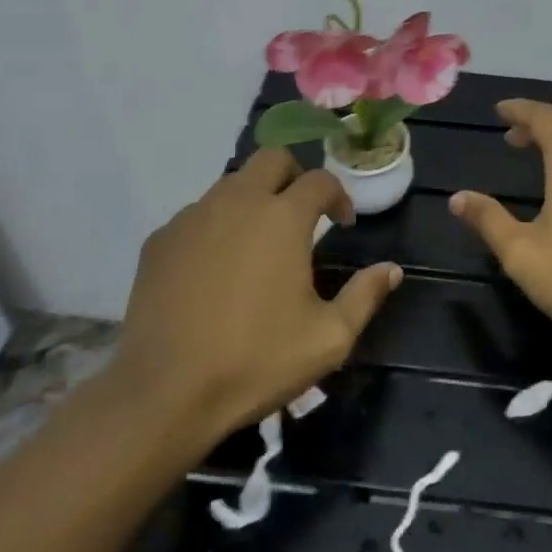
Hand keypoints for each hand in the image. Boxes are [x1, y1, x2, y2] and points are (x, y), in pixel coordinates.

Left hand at [103, 150, 401, 451]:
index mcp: (282, 217)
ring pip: (231, 183)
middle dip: (294, 177)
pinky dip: (216, 226)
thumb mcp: (329, 338)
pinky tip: (216, 268)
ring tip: (260, 242)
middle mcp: (237, 201)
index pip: (320, 180)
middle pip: (272, 159)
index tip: (343, 225)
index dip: (339, 197)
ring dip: (254, 199)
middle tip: (302, 215)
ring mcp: (193, 217)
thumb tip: (391, 269)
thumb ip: (365, 296)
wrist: (165, 392)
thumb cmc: (256, 361)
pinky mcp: (160, 240)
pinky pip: (197, 215)